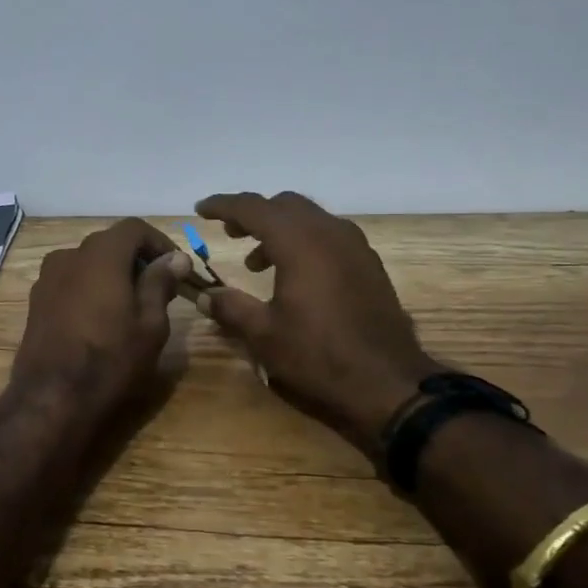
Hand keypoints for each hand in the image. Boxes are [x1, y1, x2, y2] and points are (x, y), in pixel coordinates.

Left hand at [12, 218, 191, 421]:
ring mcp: (47, 278)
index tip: (177, 268)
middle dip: (137, 259)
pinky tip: (101, 319)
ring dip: (112, 274)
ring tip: (131, 306)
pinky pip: (70, 282)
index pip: (134, 228)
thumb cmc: (110, 360)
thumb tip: (176, 258)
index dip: (160, 242)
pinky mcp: (36, 301)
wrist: (51, 399)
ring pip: (88, 263)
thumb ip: (160, 283)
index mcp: (100, 254)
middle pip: (109, 243)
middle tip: (159, 289)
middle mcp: (69, 256)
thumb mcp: (150, 324)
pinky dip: (90, 288)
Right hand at [195, 191, 441, 444]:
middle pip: (284, 205)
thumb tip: (204, 296)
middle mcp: (328, 232)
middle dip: (253, 214)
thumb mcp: (264, 334)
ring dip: (280, 229)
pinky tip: (296, 274)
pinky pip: (329, 235)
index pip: (252, 207)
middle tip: (229, 233)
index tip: (201, 209)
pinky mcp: (369, 264)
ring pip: (310, 218)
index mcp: (298, 241)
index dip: (223, 205)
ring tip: (257, 262)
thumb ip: (231, 308)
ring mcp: (354, 246)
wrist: (387, 382)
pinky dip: (305, 241)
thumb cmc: (318, 355)